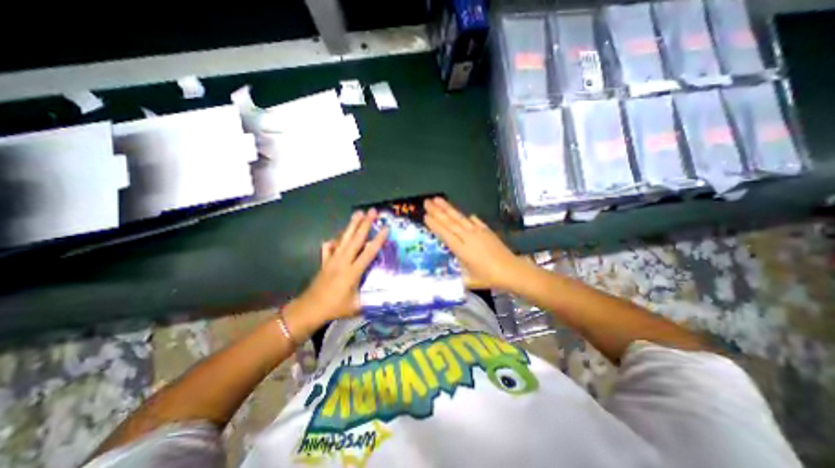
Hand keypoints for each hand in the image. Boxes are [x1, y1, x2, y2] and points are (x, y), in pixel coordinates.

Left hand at [281, 210, 384, 340]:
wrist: (309, 309)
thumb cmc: (334, 308)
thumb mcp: (356, 307)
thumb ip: (371, 300)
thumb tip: (387, 296)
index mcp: (353, 272)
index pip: (368, 252)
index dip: (378, 240)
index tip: (386, 228)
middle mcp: (343, 262)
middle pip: (356, 239)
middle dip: (365, 224)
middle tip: (372, 211)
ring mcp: (333, 260)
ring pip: (344, 239)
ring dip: (352, 225)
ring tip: (358, 213)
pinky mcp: (325, 262)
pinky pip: (330, 247)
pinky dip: (334, 241)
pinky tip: (336, 237)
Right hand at [427, 197, 523, 292]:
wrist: (512, 271)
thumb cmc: (489, 278)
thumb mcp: (469, 280)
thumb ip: (459, 272)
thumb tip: (454, 268)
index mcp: (462, 250)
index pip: (445, 234)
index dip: (435, 225)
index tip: (425, 216)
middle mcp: (468, 237)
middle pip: (450, 222)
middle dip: (437, 211)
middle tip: (427, 202)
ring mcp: (478, 232)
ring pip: (460, 218)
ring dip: (448, 208)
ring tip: (438, 199)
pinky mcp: (487, 231)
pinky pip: (476, 221)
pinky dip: (469, 217)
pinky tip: (466, 213)